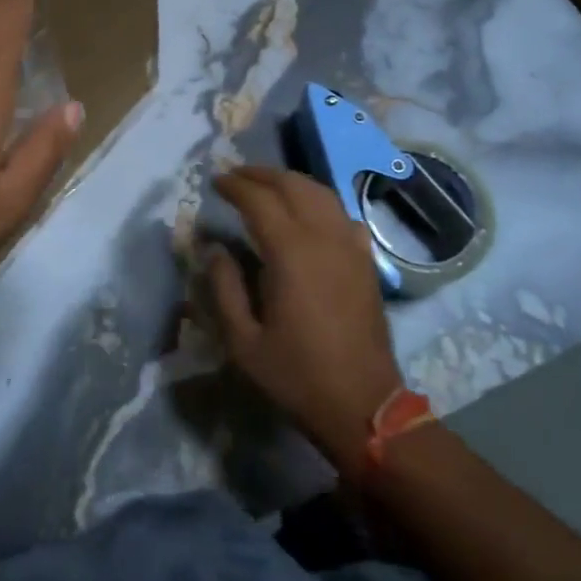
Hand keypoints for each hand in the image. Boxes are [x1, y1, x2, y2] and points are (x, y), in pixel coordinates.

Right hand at [208, 166, 405, 472]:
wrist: (364, 406)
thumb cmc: (297, 376)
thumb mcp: (243, 341)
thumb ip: (224, 288)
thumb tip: (214, 249)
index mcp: (291, 253)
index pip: (259, 200)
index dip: (234, 186)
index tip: (215, 181)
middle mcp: (324, 238)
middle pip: (293, 186)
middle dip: (261, 174)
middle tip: (235, 176)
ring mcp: (351, 247)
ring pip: (321, 193)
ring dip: (291, 182)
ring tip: (267, 185)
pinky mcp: (367, 261)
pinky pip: (343, 215)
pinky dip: (320, 203)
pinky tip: (309, 213)